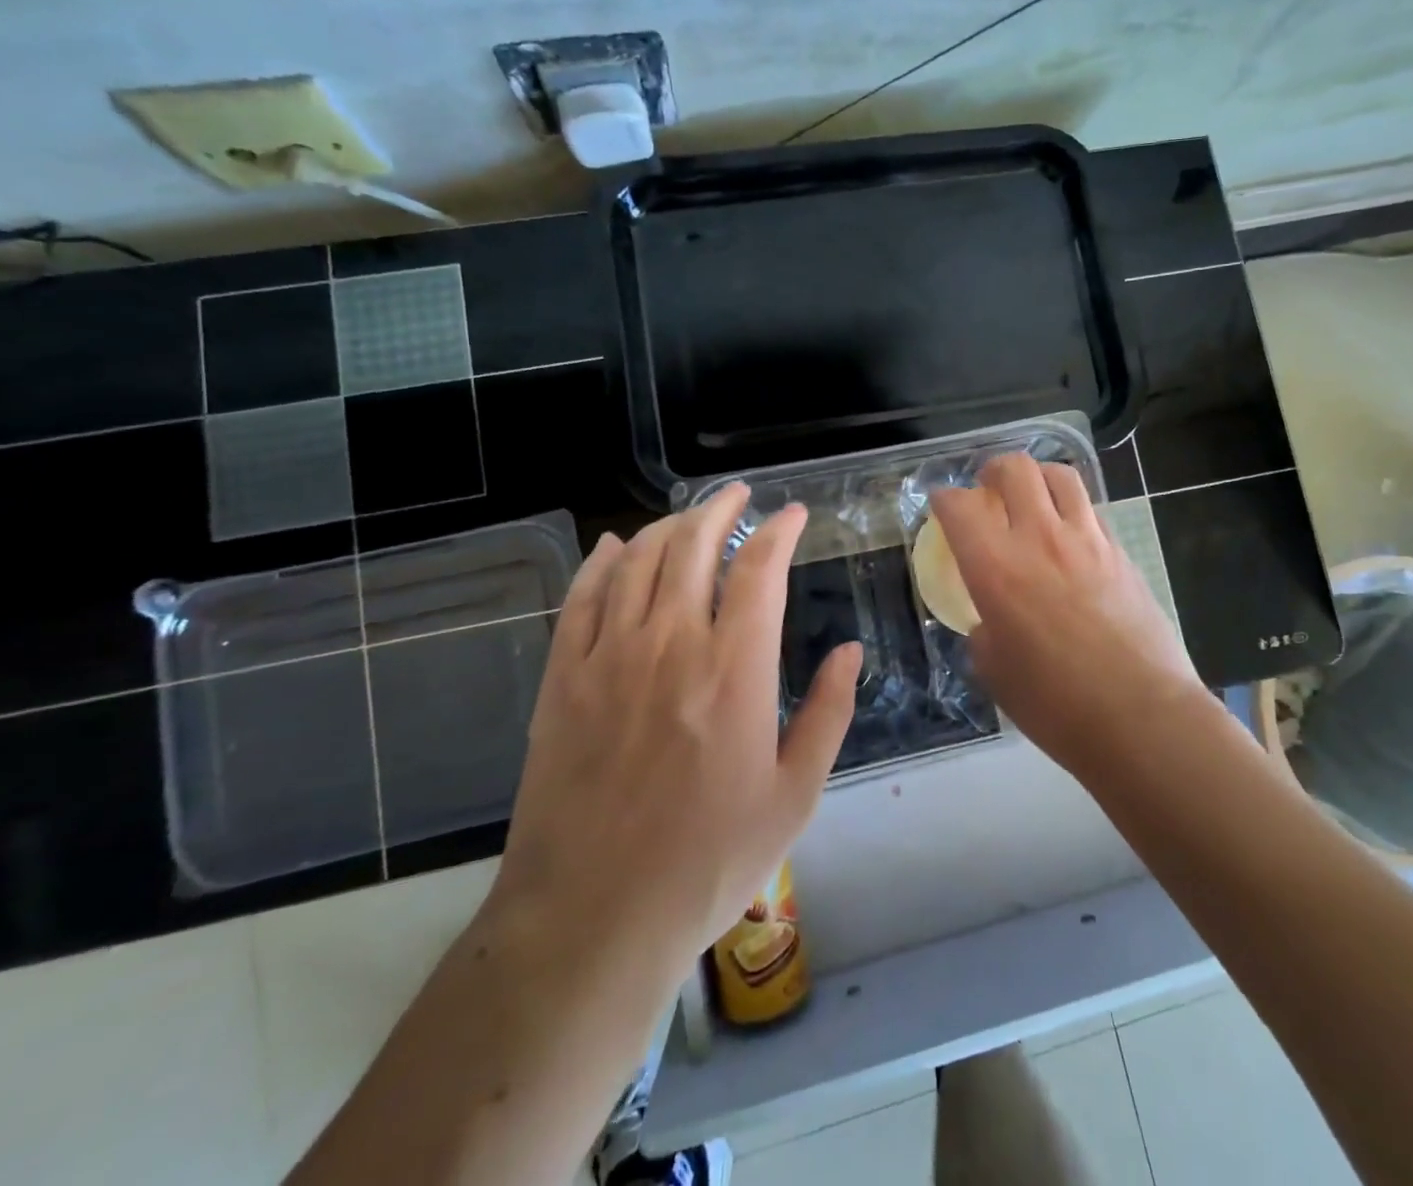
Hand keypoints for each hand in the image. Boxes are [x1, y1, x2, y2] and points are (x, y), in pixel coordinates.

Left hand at [490, 486, 860, 983]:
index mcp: (734, 669)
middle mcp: (671, 644)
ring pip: (639, 561)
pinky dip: (602, 562)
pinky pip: (582, 598)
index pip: (760, 569)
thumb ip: (828, 714)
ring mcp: (609, 657)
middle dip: (720, 509)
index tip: (793, 514)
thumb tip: (849, 652)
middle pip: (694, 546)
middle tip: (737, 495)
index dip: (779, 530)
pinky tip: (616, 547)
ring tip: (689, 518)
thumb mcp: (794, 795)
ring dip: (668, 527)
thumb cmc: (708, 861)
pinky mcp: (562, 679)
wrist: (592, 917)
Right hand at [929, 454, 1201, 776]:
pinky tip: (1069, 537)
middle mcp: (1039, 539)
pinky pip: (1091, 511)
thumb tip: (992, 621)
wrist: (1140, 717)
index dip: (943, 499)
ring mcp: (1087, 541)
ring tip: (1032, 497)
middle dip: (992, 470)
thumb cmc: (1055, 704)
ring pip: (1060, 477)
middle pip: (1015, 469)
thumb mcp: (994, 672)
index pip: (959, 506)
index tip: (941, 506)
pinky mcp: (1121, 553)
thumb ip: (984, 633)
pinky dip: (1071, 510)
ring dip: (1038, 478)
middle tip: (987, 489)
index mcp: (995, 568)